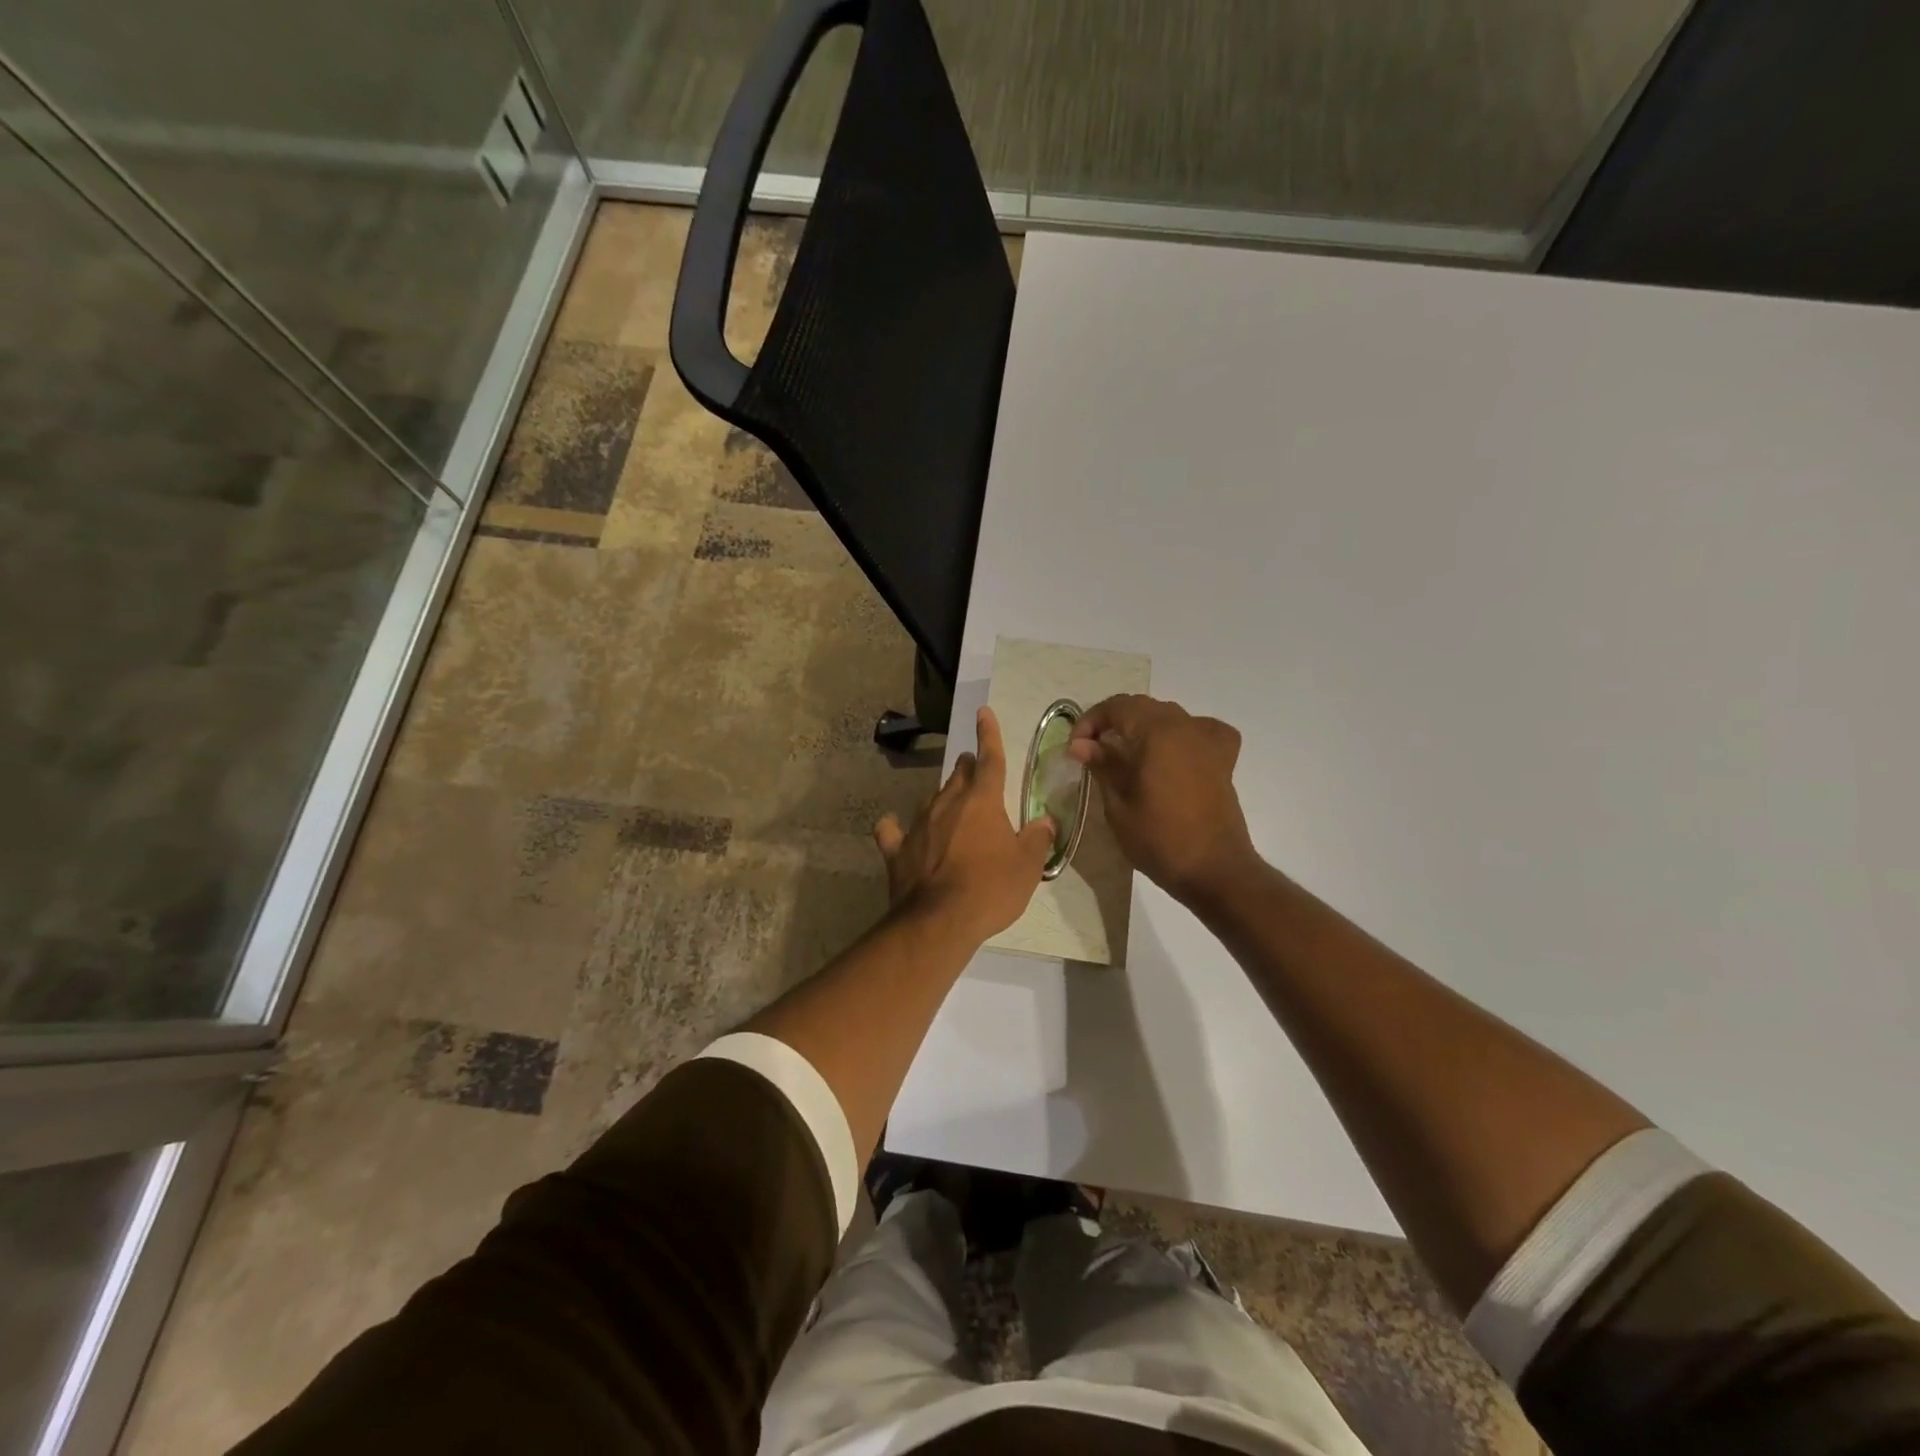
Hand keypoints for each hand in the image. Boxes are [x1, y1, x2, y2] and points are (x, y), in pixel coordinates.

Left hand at [874, 707, 1054, 942]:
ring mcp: (918, 824)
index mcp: (982, 801)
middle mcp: (948, 803)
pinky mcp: (897, 849)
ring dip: (943, 799)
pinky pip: (893, 831)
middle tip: (976, 773)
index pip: (990, 759)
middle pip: (959, 775)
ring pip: (932, 799)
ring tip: (952, 808)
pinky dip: (896, 829)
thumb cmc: (991, 888)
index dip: (988, 734)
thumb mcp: (1027, 866)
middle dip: (968, 769)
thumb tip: (1044, 822)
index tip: (983, 712)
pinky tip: (895, 829)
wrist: (939, 921)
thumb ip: (1037, 839)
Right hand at [1069, 694, 1256, 904]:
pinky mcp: (1223, 758)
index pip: (1117, 707)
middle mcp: (1185, 726)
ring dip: (1143, 727)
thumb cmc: (1160, 839)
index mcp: (1157, 732)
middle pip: (1142, 707)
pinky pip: (1200, 730)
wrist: (1214, 870)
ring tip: (1125, 752)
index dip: (1091, 721)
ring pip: (1168, 716)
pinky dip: (1182, 733)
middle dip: (1113, 722)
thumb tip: (1080, 744)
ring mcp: (1208, 740)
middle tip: (1092, 750)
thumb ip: (1102, 766)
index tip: (1076, 747)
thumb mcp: (1119, 804)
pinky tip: (1173, 750)